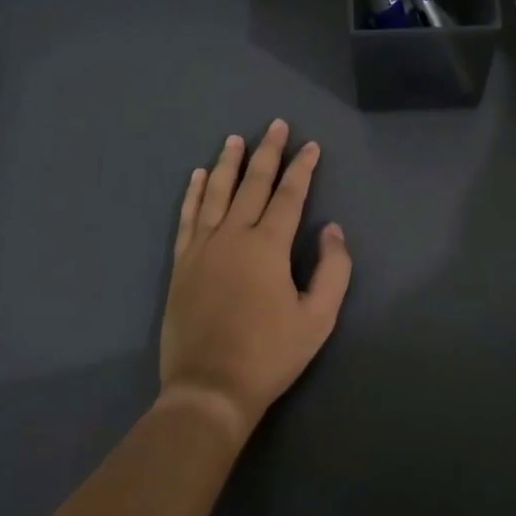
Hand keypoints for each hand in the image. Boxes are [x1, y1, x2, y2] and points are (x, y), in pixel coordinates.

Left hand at [158, 119, 351, 443]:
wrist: (209, 389)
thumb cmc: (269, 355)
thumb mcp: (318, 319)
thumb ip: (333, 270)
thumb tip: (332, 229)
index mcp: (268, 245)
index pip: (289, 195)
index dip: (302, 168)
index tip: (311, 146)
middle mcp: (234, 235)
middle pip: (253, 183)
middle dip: (268, 152)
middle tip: (276, 125)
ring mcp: (204, 246)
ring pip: (217, 192)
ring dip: (228, 163)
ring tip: (235, 138)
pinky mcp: (182, 263)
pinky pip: (188, 217)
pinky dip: (194, 193)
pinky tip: (198, 175)